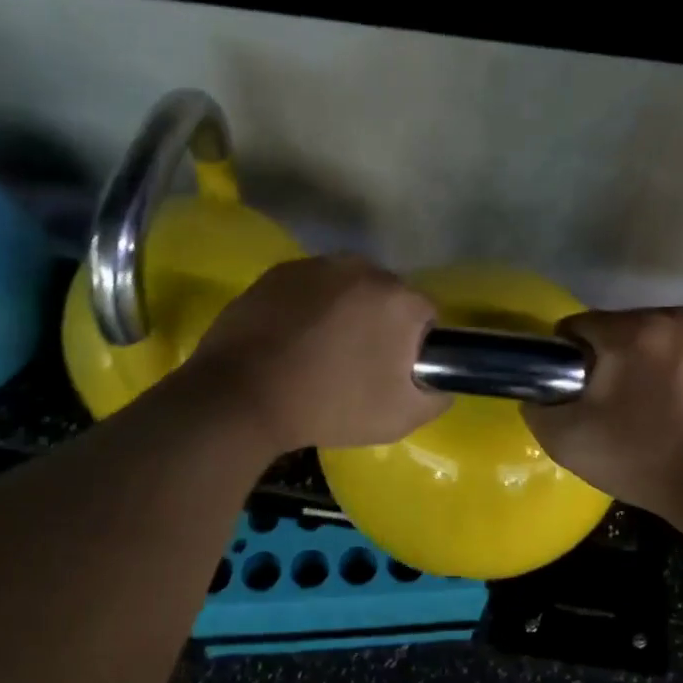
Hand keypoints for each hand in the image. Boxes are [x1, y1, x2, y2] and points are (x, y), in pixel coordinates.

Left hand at [187, 255, 449, 451]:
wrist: (242, 397)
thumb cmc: (329, 406)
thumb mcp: (400, 417)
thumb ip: (436, 394)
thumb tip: (440, 379)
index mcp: (398, 298)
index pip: (425, 316)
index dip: (413, 345)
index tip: (392, 371)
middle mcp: (362, 268)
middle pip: (386, 295)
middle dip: (378, 322)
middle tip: (355, 362)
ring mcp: (316, 265)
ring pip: (346, 287)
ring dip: (343, 311)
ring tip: (318, 350)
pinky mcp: (278, 271)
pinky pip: (309, 287)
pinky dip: (308, 306)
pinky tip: (290, 338)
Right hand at [522, 308, 682, 515]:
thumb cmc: (645, 461)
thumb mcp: (569, 441)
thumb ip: (537, 406)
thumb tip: (538, 391)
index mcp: (632, 331)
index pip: (574, 327)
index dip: (564, 361)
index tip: (573, 394)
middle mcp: (670, 317)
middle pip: (611, 328)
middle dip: (602, 360)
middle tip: (605, 406)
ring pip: (643, 337)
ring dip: (633, 362)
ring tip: (638, 408)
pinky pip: (672, 349)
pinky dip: (662, 368)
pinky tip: (667, 405)